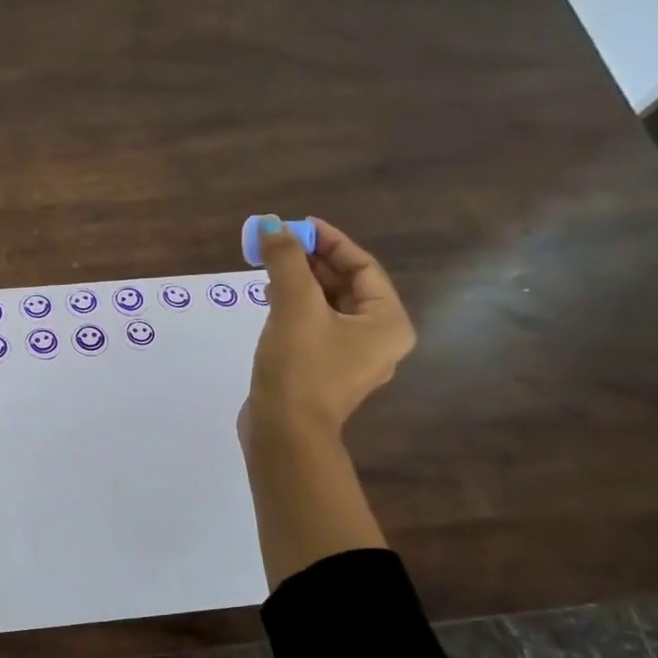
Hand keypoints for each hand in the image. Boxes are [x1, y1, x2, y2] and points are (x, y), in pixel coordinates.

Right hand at [241, 216, 415, 457]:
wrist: (283, 433)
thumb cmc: (300, 367)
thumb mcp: (295, 306)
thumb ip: (286, 261)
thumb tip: (273, 225)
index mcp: (387, 323)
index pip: (363, 267)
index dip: (331, 241)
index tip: (298, 226)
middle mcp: (377, 340)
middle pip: (346, 286)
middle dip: (312, 262)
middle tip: (279, 244)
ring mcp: (350, 359)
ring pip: (328, 307)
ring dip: (300, 283)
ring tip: (270, 269)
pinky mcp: (323, 371)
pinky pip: (314, 327)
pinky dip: (295, 309)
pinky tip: (270, 301)